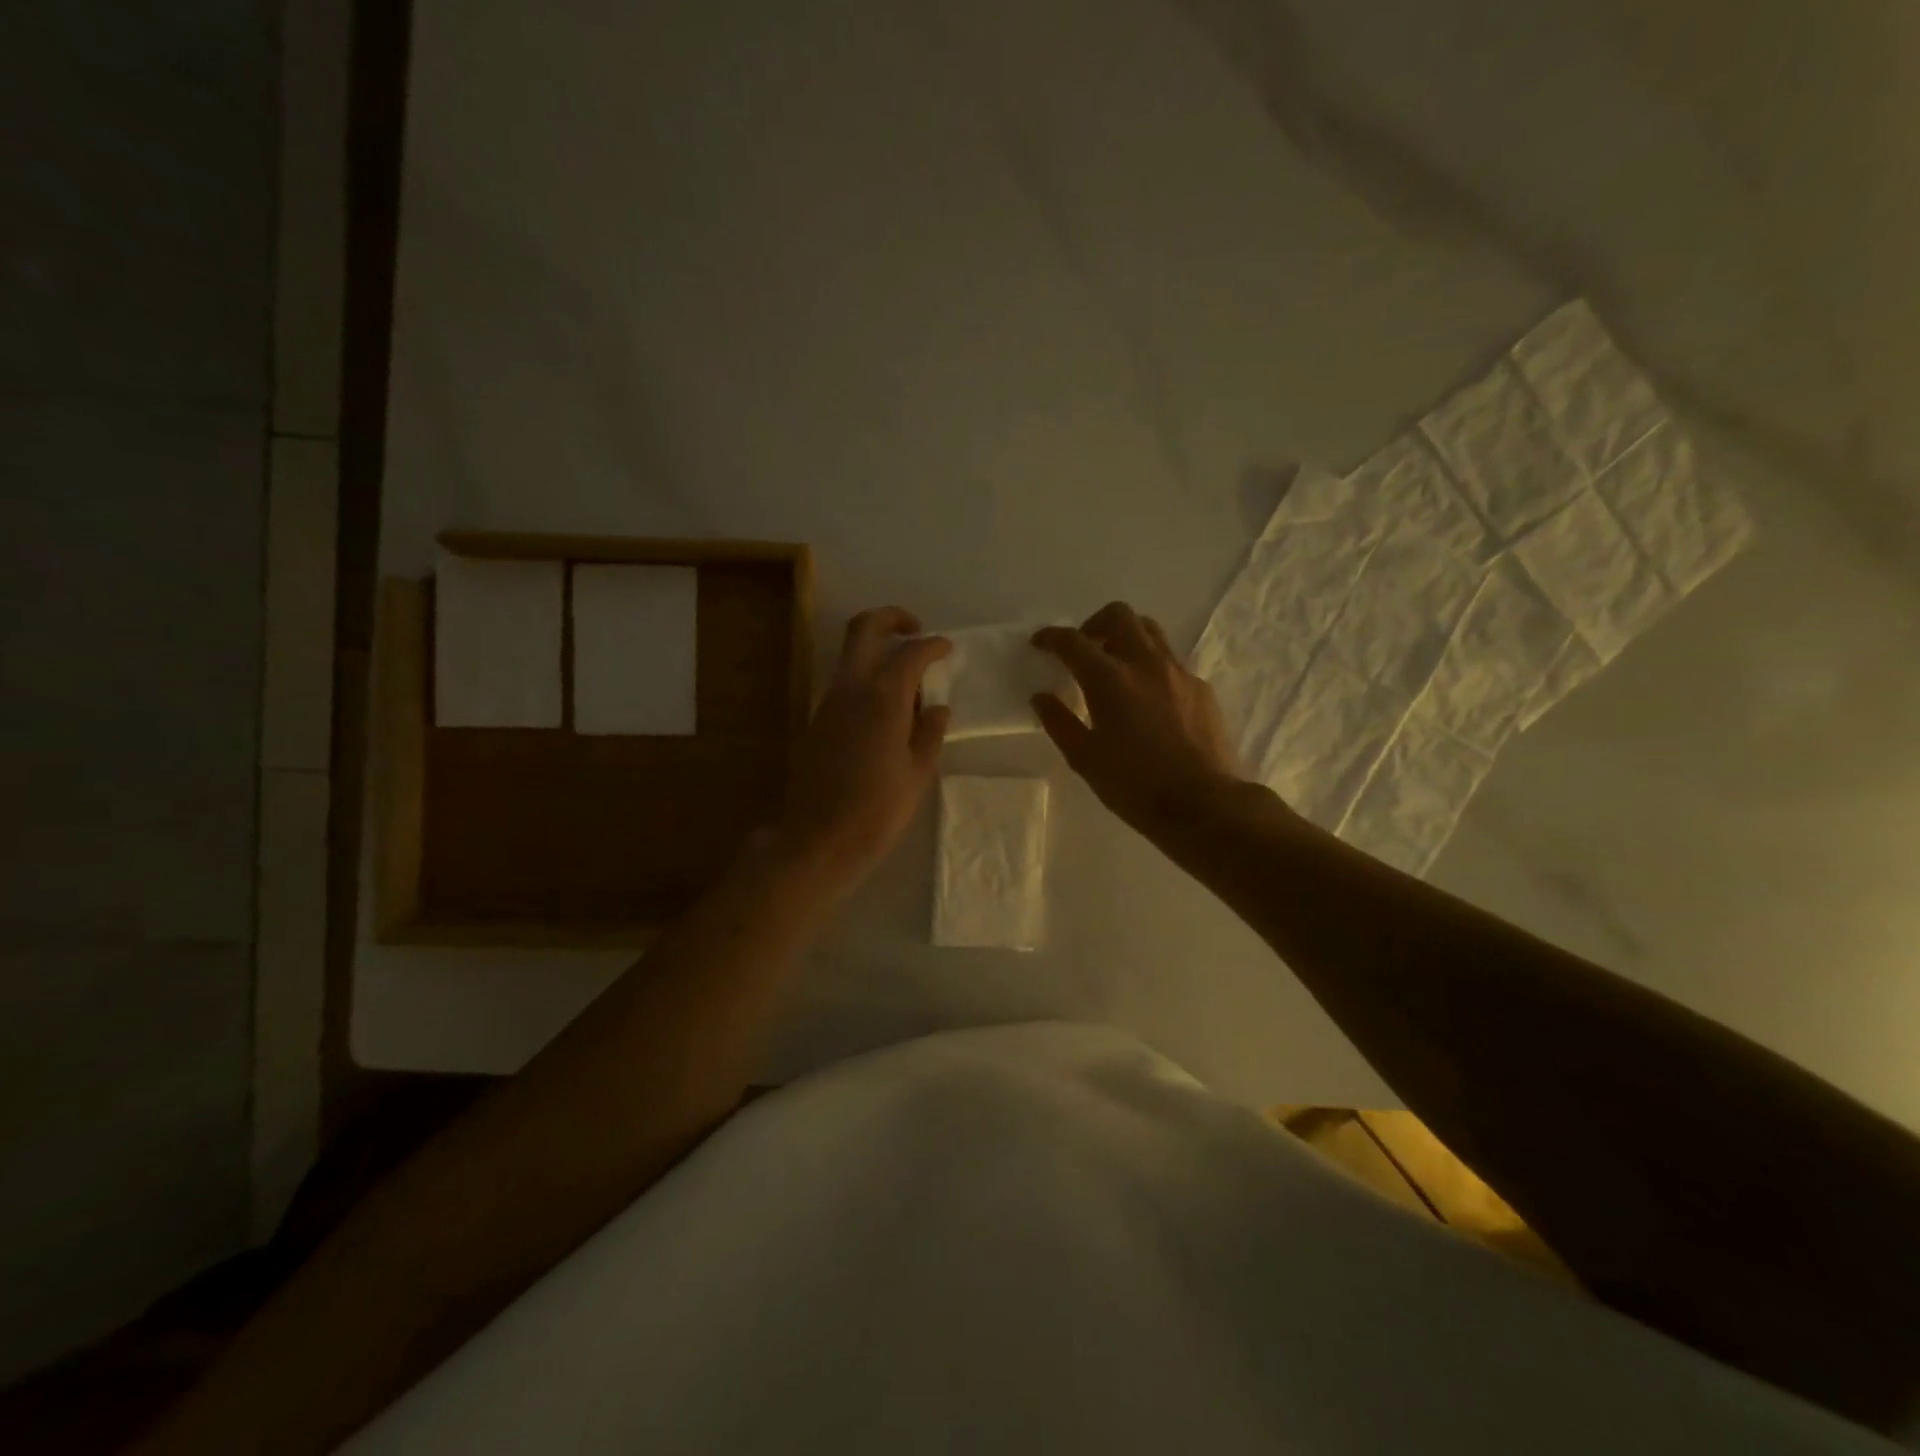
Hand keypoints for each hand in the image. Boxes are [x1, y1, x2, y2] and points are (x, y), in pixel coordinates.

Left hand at [774, 606, 950, 896]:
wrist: (819, 840)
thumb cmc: (878, 810)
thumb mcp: (918, 772)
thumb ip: (930, 732)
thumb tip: (936, 707)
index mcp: (882, 698)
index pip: (910, 653)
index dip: (932, 645)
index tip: (947, 648)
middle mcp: (850, 689)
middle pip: (863, 629)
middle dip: (890, 618)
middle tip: (916, 630)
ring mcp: (828, 703)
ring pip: (851, 656)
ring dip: (877, 651)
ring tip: (908, 681)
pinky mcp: (816, 721)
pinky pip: (844, 684)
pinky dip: (866, 679)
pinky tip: (886, 711)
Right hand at [1031, 603, 1242, 836]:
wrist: (1202, 804)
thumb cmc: (1134, 785)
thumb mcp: (1084, 758)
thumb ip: (1058, 722)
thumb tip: (1041, 697)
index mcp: (1110, 680)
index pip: (1073, 641)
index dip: (1051, 637)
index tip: (1039, 643)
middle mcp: (1145, 664)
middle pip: (1119, 616)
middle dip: (1094, 624)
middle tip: (1083, 650)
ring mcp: (1178, 672)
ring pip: (1150, 631)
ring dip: (1126, 636)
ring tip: (1115, 666)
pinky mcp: (1201, 688)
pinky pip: (1171, 661)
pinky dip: (1151, 666)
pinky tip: (1147, 699)